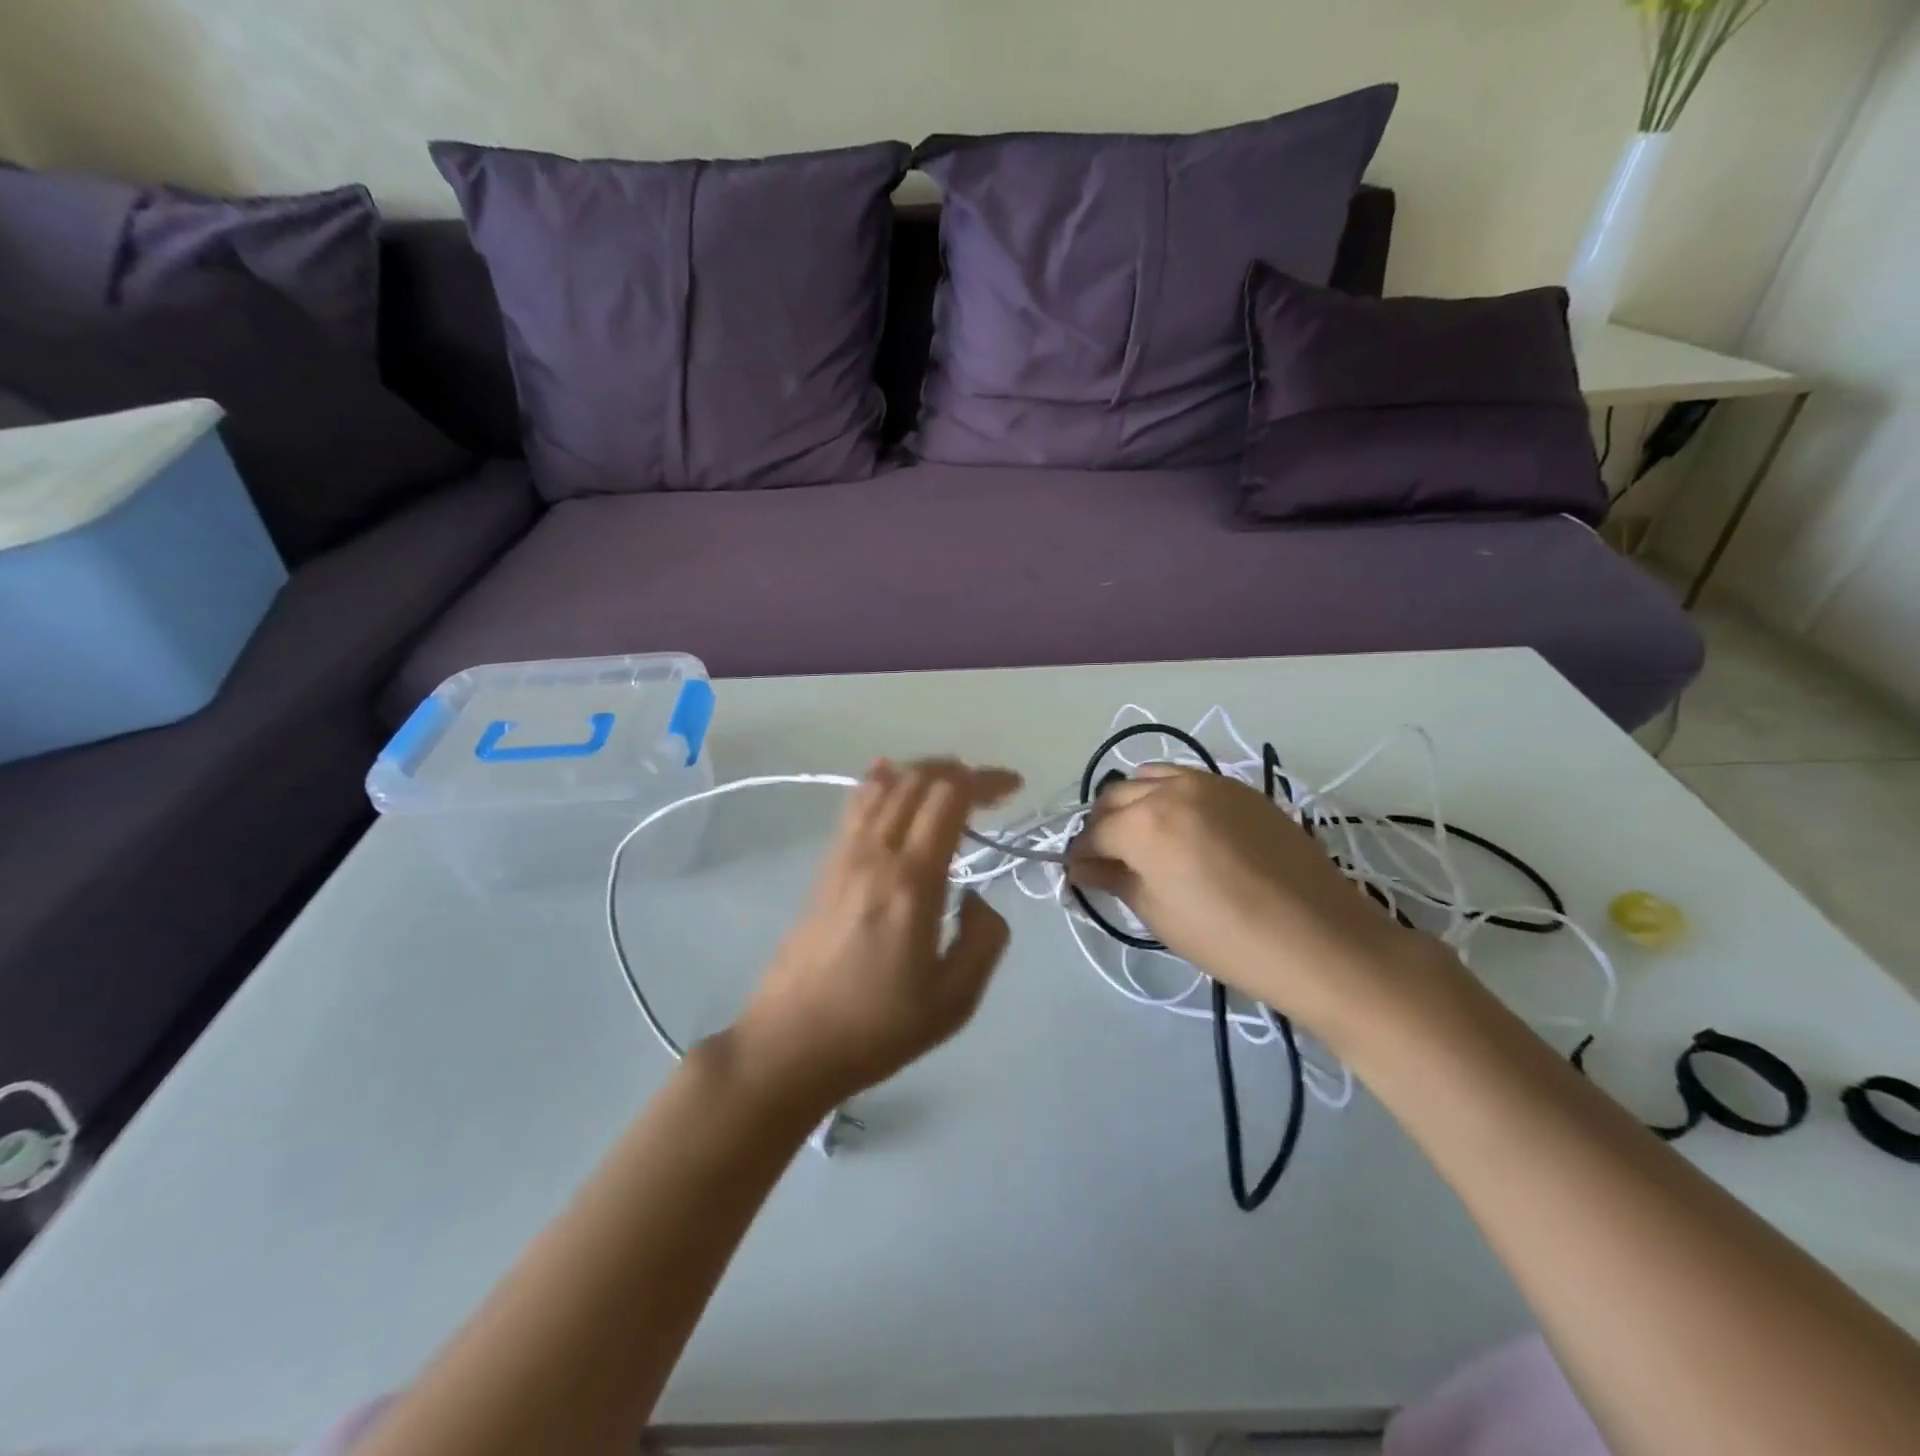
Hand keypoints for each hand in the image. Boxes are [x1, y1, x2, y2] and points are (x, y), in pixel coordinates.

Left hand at [729, 759, 1020, 1109]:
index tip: (1013, 787)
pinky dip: (879, 781)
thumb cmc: (878, 1028)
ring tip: (950, 782)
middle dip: (959, 771)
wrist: (792, 1044)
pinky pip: (855, 807)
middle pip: (916, 780)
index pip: (949, 798)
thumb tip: (975, 896)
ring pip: (883, 786)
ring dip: (921, 772)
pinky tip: (888, 775)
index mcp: (912, 881)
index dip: (984, 781)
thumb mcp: (956, 999)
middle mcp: (875, 854)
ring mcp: (844, 857)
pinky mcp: (825, 868)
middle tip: (990, 790)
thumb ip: (984, 938)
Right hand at [1067, 764, 1443, 1048]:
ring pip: (1149, 777)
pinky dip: (1169, 795)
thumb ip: (1114, 880)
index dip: (1079, 855)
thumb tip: (1081, 867)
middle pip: (1115, 796)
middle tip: (1108, 860)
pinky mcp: (1239, 788)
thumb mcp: (1160, 915)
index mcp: (1144, 824)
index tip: (1078, 874)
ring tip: (1144, 838)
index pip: (1093, 832)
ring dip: (1134, 803)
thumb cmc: (1230, 939)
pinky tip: (1182, 828)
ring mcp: (1210, 782)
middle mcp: (1171, 789)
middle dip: (1102, 826)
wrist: (1322, 940)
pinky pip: (1187, 779)